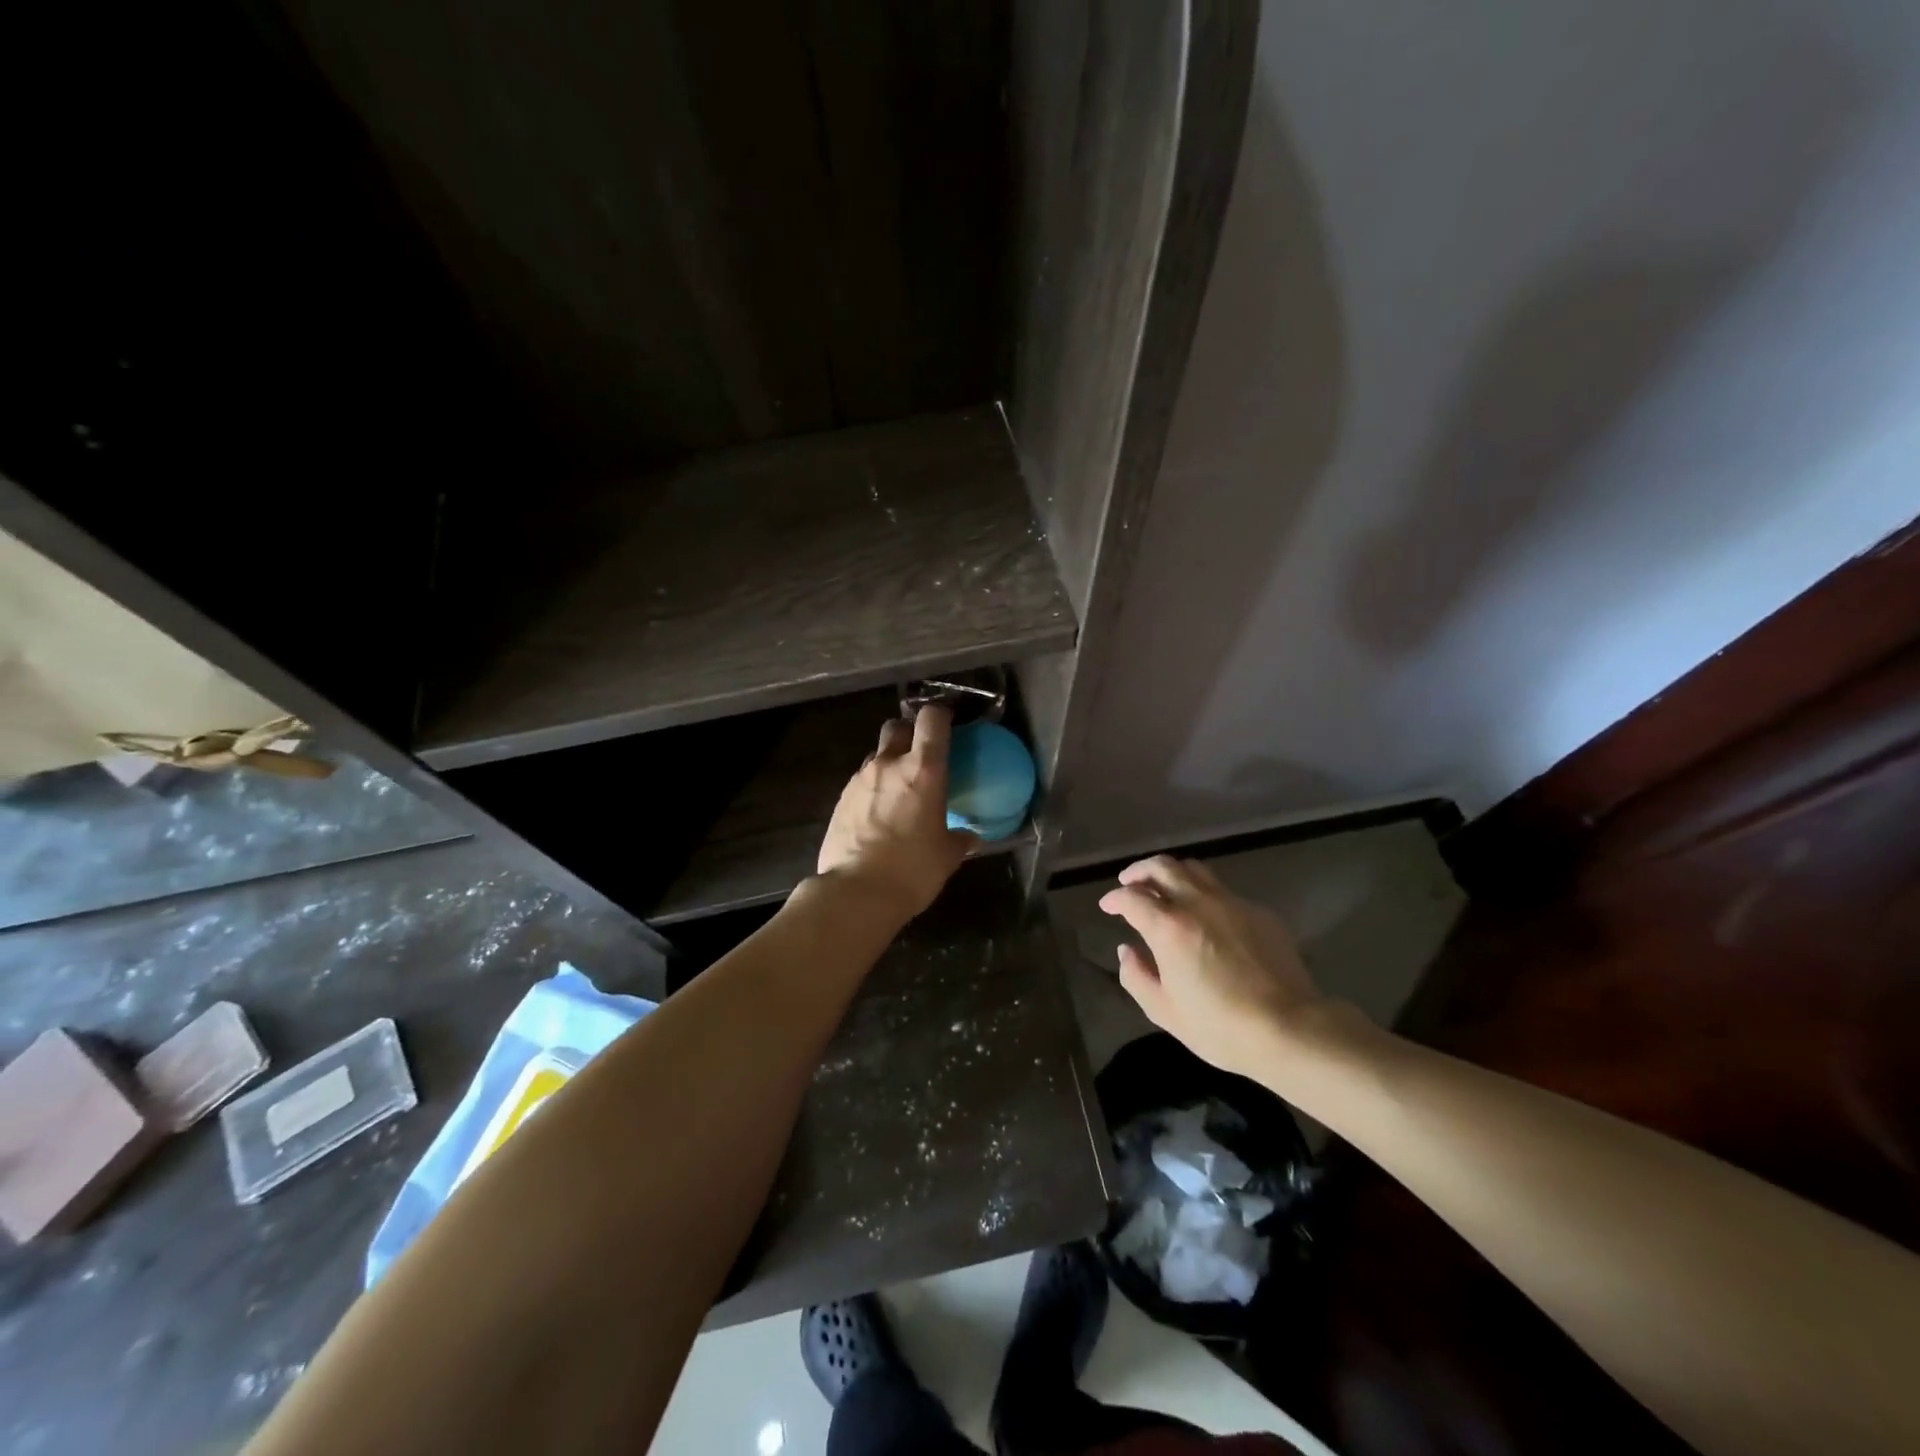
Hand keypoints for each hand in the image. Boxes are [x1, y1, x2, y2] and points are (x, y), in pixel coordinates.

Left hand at [816, 705, 976, 922]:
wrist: (856, 893)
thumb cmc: (912, 871)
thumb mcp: (946, 856)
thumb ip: (959, 839)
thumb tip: (970, 836)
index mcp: (923, 771)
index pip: (931, 719)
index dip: (940, 715)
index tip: (948, 724)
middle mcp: (889, 765)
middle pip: (897, 727)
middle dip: (909, 734)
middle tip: (921, 756)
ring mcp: (860, 780)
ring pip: (877, 755)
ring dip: (889, 763)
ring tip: (899, 791)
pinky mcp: (840, 799)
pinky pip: (861, 782)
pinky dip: (873, 788)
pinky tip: (878, 814)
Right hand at [1099, 855, 1323, 1077]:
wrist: (1290, 1028)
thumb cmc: (1220, 1027)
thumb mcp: (1165, 1012)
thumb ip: (1136, 977)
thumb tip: (1126, 950)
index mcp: (1169, 927)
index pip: (1131, 897)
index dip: (1114, 898)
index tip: (1107, 906)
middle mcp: (1197, 904)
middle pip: (1162, 867)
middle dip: (1139, 871)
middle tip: (1129, 883)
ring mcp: (1231, 903)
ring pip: (1194, 869)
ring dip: (1171, 873)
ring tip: (1164, 888)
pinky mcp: (1258, 912)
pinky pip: (1223, 891)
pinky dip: (1204, 894)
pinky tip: (1206, 916)